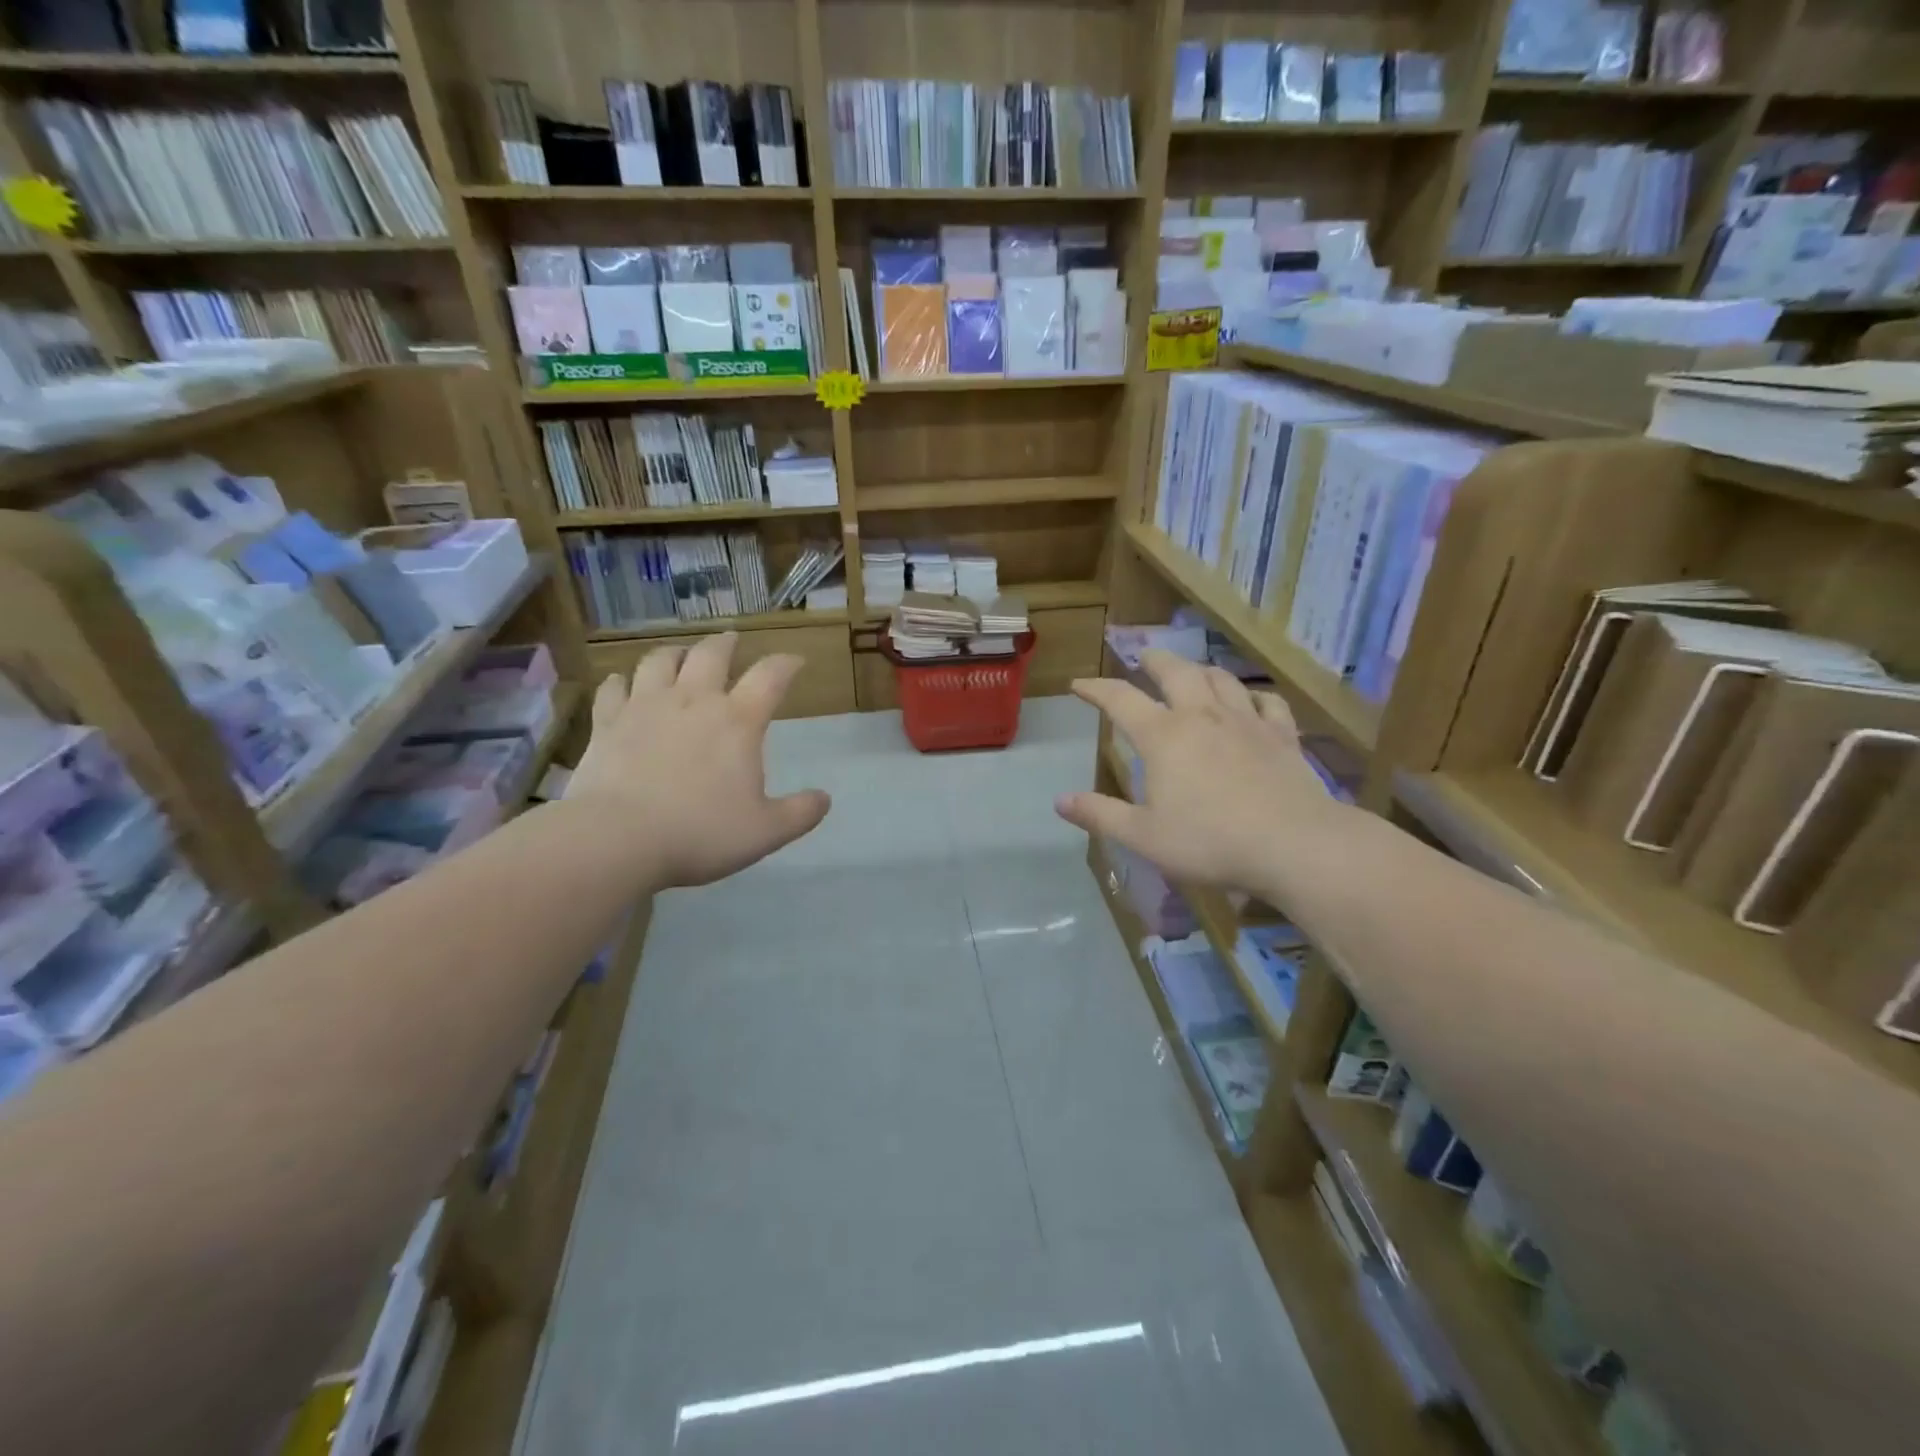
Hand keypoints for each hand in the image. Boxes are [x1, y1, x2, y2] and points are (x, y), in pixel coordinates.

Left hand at [568, 633, 830, 888]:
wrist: (617, 839)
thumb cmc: (700, 833)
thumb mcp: (766, 831)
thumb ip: (800, 813)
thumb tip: (824, 798)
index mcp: (738, 721)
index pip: (770, 677)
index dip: (787, 664)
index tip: (795, 661)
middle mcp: (693, 701)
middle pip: (711, 654)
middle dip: (726, 644)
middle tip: (732, 640)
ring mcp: (645, 707)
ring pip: (660, 661)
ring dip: (675, 653)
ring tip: (680, 654)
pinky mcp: (607, 723)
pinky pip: (613, 688)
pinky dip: (621, 681)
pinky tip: (621, 683)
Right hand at [1055, 650, 1349, 897]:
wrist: (1294, 845)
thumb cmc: (1210, 842)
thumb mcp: (1143, 836)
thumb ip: (1100, 815)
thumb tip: (1060, 801)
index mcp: (1164, 736)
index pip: (1120, 700)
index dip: (1096, 689)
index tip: (1078, 684)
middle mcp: (1203, 716)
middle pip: (1176, 672)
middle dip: (1154, 659)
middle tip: (1143, 655)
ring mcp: (1247, 722)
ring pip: (1221, 679)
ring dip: (1200, 670)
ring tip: (1192, 671)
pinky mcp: (1283, 736)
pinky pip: (1268, 702)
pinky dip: (1254, 696)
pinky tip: (1252, 701)